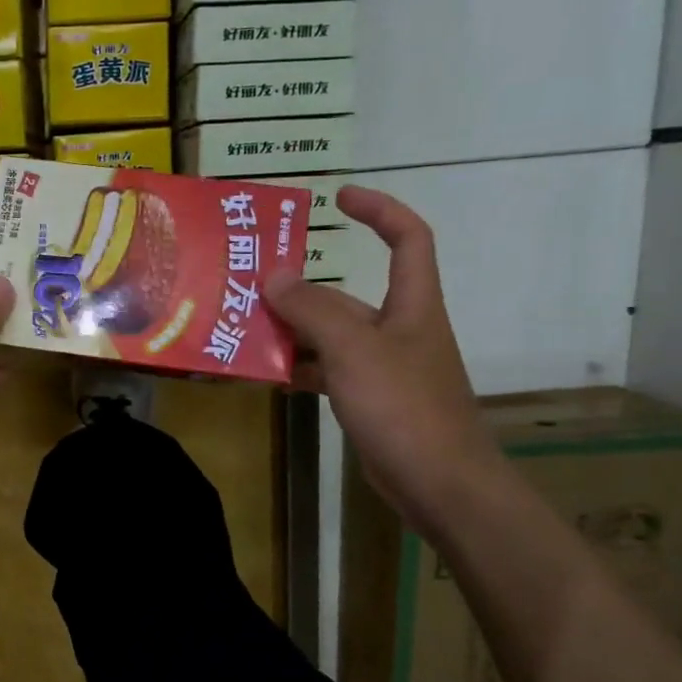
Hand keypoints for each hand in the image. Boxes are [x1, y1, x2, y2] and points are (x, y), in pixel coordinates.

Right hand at [265, 187, 504, 534]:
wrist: (439, 483)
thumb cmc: (403, 406)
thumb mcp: (353, 350)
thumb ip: (312, 310)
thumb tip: (274, 274)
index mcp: (412, 304)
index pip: (408, 238)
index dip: (379, 210)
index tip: (338, 197)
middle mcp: (398, 329)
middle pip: (347, 295)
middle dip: (301, 288)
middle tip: (250, 283)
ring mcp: (382, 367)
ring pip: (330, 337)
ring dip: (291, 332)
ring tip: (242, 328)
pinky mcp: (369, 401)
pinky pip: (326, 372)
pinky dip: (298, 369)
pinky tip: (263, 374)